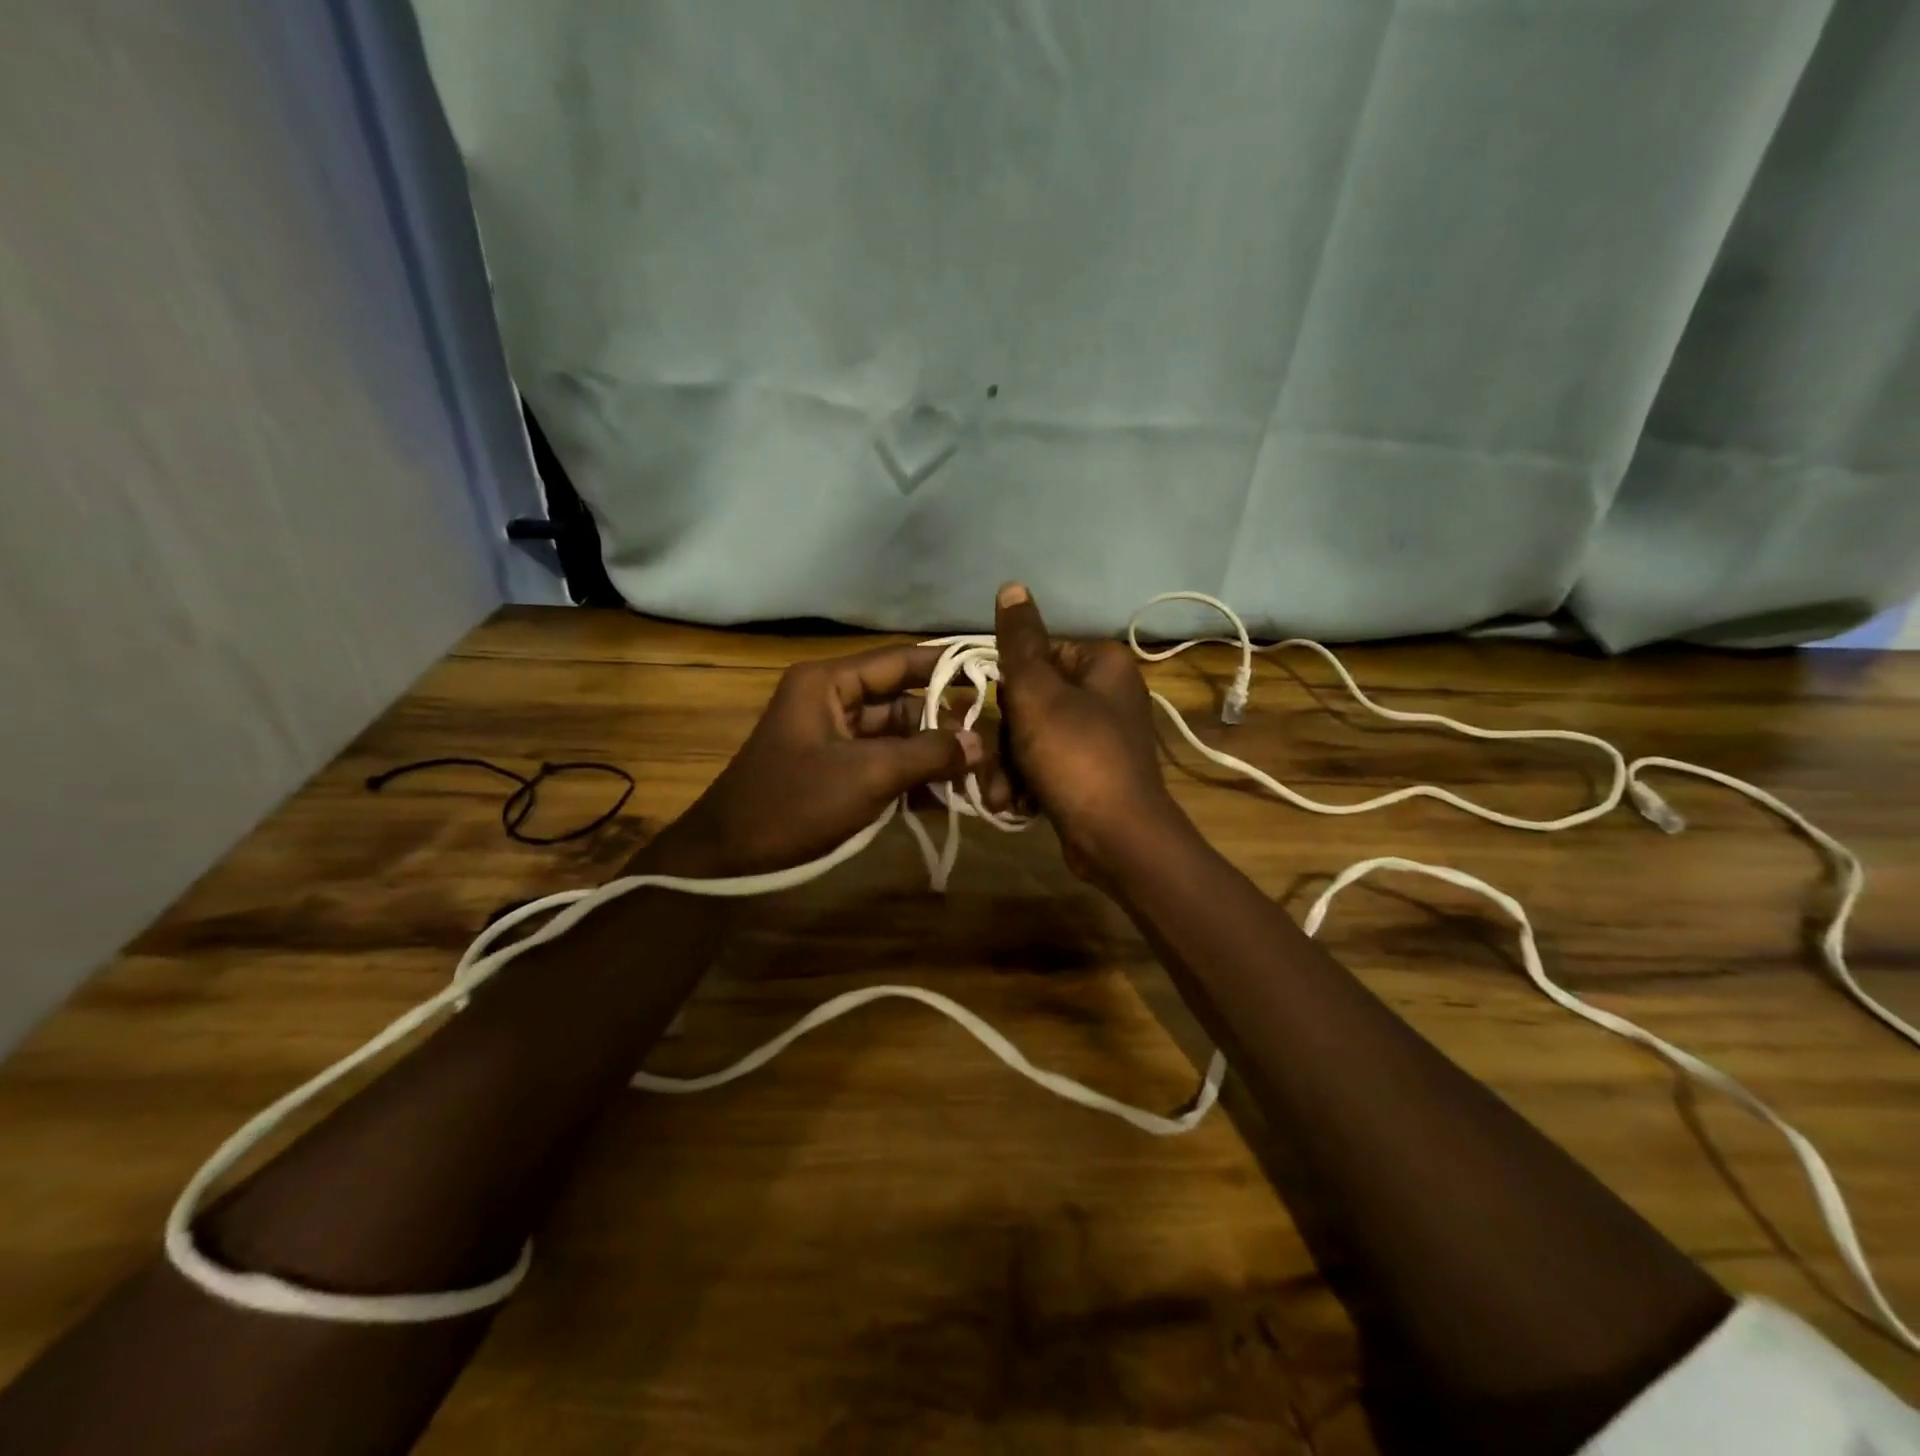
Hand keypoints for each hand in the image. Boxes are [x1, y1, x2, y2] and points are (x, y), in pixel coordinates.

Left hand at [639, 644, 991, 877]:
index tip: (994, 670)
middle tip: (995, 745)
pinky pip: (887, 767)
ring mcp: (838, 741)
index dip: (947, 664)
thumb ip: (927, 754)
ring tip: (983, 777)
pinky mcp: (840, 774)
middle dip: (948, 725)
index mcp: (829, 684)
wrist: (729, 860)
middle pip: (905, 702)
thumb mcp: (866, 776)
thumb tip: (980, 743)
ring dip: (936, 758)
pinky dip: (915, 782)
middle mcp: (835, 703)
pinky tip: (952, 800)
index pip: (901, 661)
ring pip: (900, 739)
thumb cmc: (792, 805)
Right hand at [993, 582, 1183, 880]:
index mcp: (1103, 664)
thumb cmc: (1076, 756)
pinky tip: (1016, 804)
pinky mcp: (1093, 773)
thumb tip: (1012, 586)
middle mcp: (1107, 694)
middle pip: (1033, 700)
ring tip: (1003, 794)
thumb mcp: (1038, 694)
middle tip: (992, 762)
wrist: (1118, 839)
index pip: (1038, 654)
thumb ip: (1019, 642)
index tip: (991, 712)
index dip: (1008, 685)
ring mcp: (1101, 736)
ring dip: (1009, 765)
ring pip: (1034, 737)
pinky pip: (1048, 764)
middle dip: (1005, 738)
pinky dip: (1029, 782)